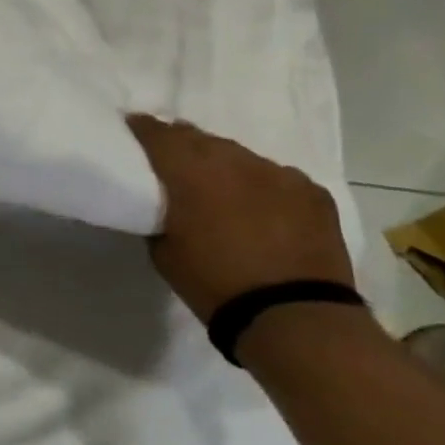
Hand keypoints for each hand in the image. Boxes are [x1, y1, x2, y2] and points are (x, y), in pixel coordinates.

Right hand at [128, 115, 354, 321]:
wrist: (293, 316)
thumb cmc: (214, 283)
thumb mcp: (163, 251)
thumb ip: (160, 214)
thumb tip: (165, 202)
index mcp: (190, 171)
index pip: (158, 134)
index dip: (142, 128)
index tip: (132, 128)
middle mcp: (233, 160)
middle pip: (199, 138)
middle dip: (182, 144)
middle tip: (172, 161)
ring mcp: (278, 173)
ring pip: (239, 156)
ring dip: (223, 166)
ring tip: (219, 187)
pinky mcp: (312, 191)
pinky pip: (276, 177)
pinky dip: (261, 186)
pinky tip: (261, 209)